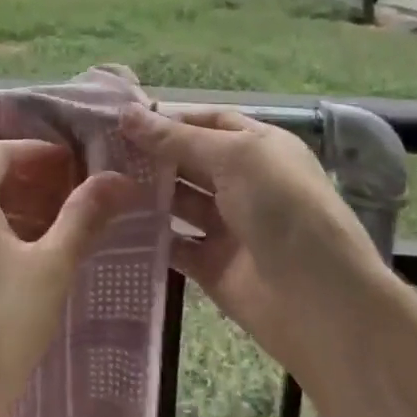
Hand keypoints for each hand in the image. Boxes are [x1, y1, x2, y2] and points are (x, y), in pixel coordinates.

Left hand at [0, 139, 139, 416]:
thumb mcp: (51, 268)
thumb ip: (83, 217)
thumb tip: (118, 178)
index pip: (0, 150)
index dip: (40, 153)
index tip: (76, 168)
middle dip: (31, 182)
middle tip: (74, 200)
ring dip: (14, 210)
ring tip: (55, 234)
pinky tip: (20, 266)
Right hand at [120, 106, 379, 368]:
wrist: (320, 302)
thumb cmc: (284, 210)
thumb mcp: (235, 158)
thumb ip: (177, 138)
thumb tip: (126, 113)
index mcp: (259, 148)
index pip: (209, 122)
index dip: (169, 118)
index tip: (120, 119)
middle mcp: (244, 183)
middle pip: (188, 160)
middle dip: (149, 154)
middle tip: (96, 151)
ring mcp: (228, 226)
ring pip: (177, 201)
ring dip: (144, 192)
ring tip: (95, 183)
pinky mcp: (212, 265)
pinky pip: (173, 244)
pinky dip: (147, 236)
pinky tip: (111, 224)